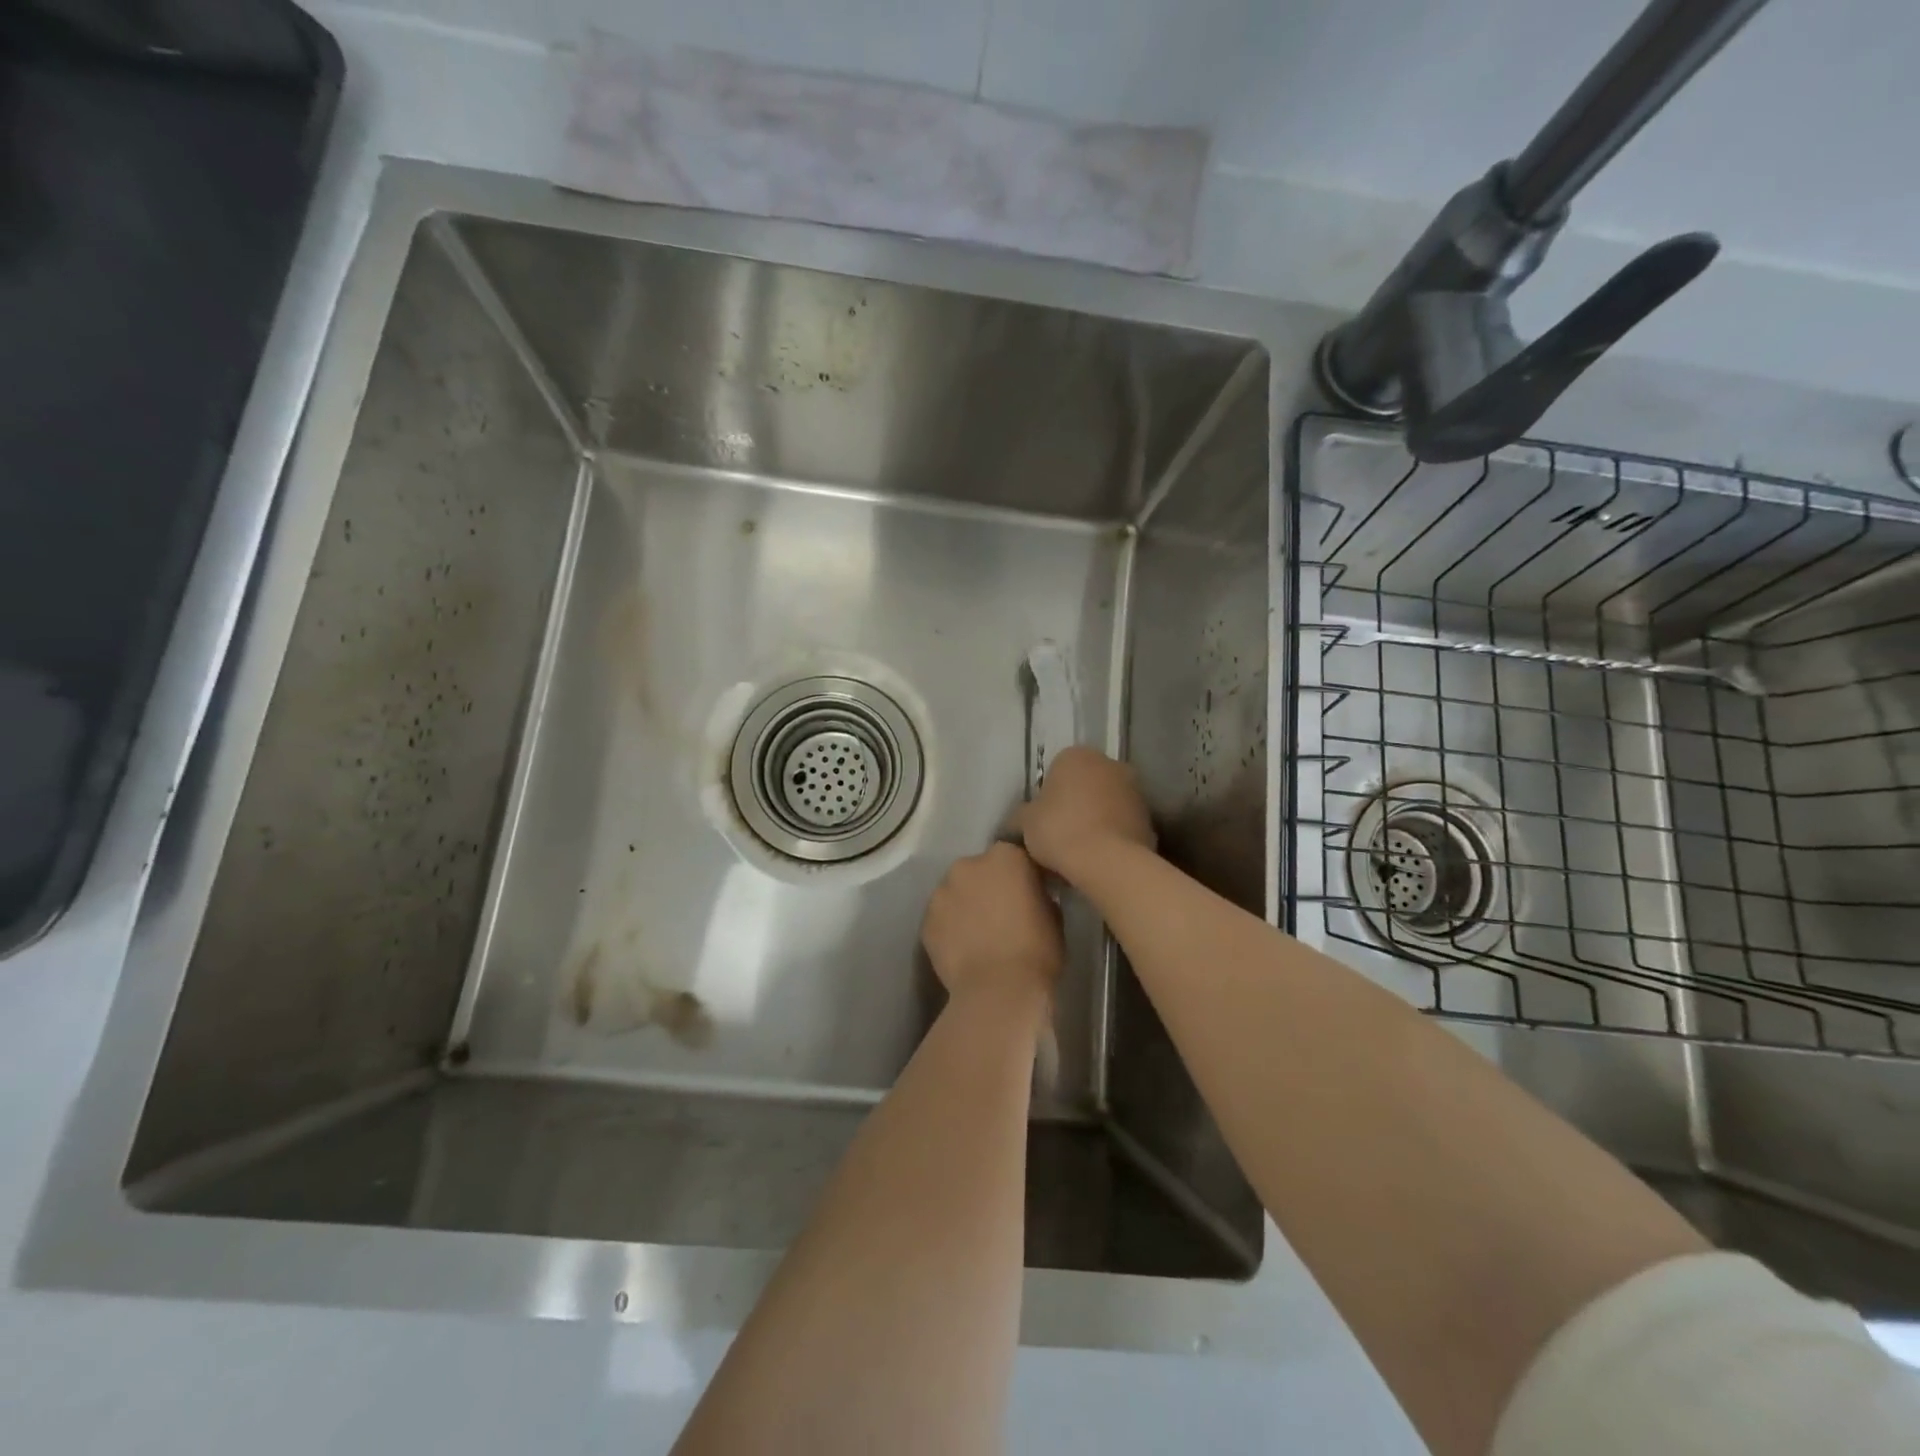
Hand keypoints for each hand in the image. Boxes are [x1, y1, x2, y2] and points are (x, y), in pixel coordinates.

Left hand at [921, 843, 1062, 1004]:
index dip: (1020, 875)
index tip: (1027, 894)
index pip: (1013, 856)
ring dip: (966, 905)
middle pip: (979, 870)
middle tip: (1001, 914)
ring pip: (956, 892)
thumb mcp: (1054, 914)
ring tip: (979, 934)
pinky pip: (942, 918)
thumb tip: (1031, 894)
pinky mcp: (926, 920)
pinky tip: (963, 949)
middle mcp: (968, 865)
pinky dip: (950, 927)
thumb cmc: (1036, 951)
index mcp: (1005, 857)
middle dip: (988, 886)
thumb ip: (1038, 893)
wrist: (997, 990)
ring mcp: (942, 892)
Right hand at [1016, 746, 1154, 880]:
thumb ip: (1021, 815)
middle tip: (1059, 835)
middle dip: (1075, 804)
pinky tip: (1100, 859)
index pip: (1056, 770)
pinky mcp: (1150, 818)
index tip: (1041, 821)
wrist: (1106, 861)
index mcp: (1076, 755)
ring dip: (1096, 819)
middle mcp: (1109, 764)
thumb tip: (1021, 821)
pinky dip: (1113, 836)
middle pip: (1085, 784)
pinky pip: (1123, 825)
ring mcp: (1135, 790)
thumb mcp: (1024, 823)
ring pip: (1107, 804)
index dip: (1047, 797)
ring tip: (1080, 852)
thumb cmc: (1058, 830)